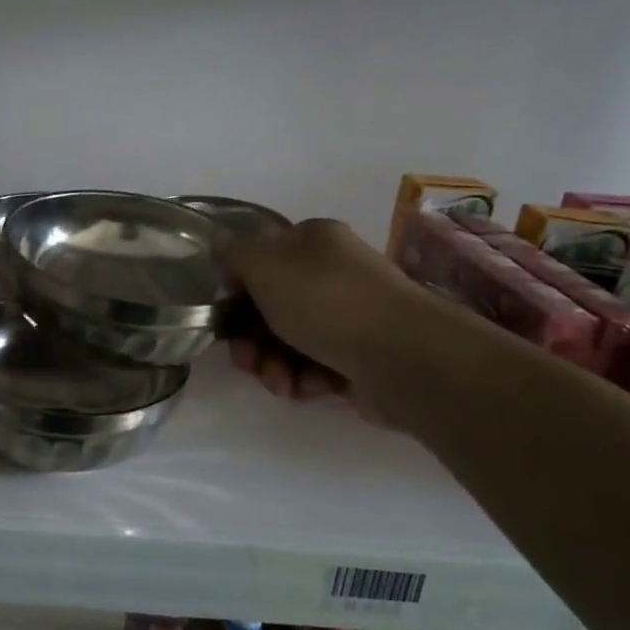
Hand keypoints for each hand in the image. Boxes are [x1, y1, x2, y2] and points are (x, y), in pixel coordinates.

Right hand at [226, 219, 442, 418]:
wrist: (403, 357)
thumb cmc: (326, 301)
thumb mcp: (263, 263)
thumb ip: (234, 254)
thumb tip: (227, 258)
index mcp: (313, 241)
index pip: (261, 259)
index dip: (237, 289)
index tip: (226, 317)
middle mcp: (333, 273)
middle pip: (270, 306)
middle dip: (250, 338)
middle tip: (245, 362)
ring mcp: (350, 316)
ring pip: (289, 341)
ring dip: (272, 364)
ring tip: (278, 382)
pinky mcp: (360, 357)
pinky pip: (315, 366)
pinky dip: (301, 379)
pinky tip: (303, 388)